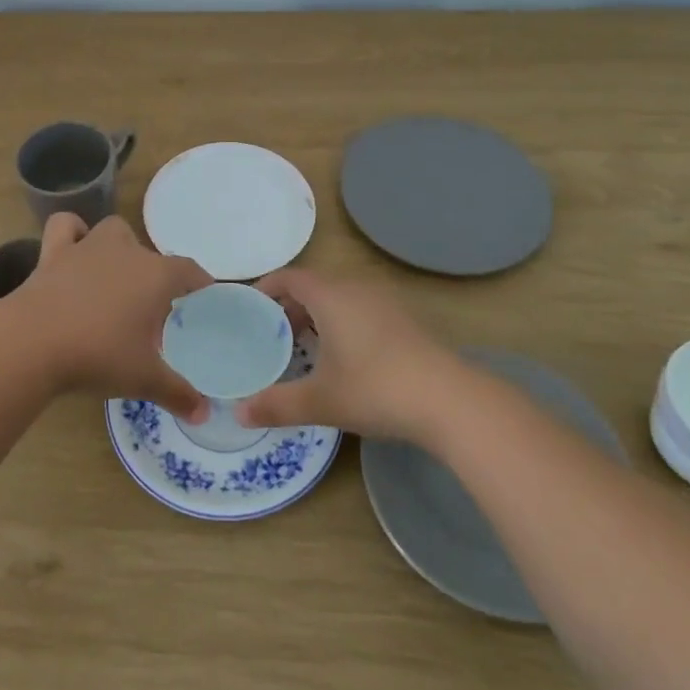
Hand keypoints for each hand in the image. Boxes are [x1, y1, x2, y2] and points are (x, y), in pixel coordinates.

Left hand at [0, 213, 211, 416]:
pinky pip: (66, 227)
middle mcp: (126, 251)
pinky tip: (74, 249)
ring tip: (117, 276)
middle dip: (156, 277)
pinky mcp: (53, 253)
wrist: (33, 342)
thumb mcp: (144, 379)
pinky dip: (73, 232)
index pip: (188, 271)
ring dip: (119, 247)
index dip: (199, 282)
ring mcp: (88, 247)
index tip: (203, 295)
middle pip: (151, 255)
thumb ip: (177, 393)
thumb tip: (203, 413)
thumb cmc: (99, 355)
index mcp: (156, 275)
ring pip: (113, 231)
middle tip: (152, 311)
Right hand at [237, 269, 454, 439]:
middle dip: (290, 306)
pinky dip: (342, 324)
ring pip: (340, 298)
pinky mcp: (406, 321)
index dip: (266, 287)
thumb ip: (276, 405)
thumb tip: (239, 413)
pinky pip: (361, 310)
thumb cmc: (375, 389)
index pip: (290, 277)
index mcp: (331, 296)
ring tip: (304, 347)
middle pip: (314, 286)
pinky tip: (345, 358)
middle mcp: (357, 289)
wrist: (450, 401)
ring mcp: (386, 303)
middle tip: (272, 335)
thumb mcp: (320, 400)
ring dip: (318, 316)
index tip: (250, 307)